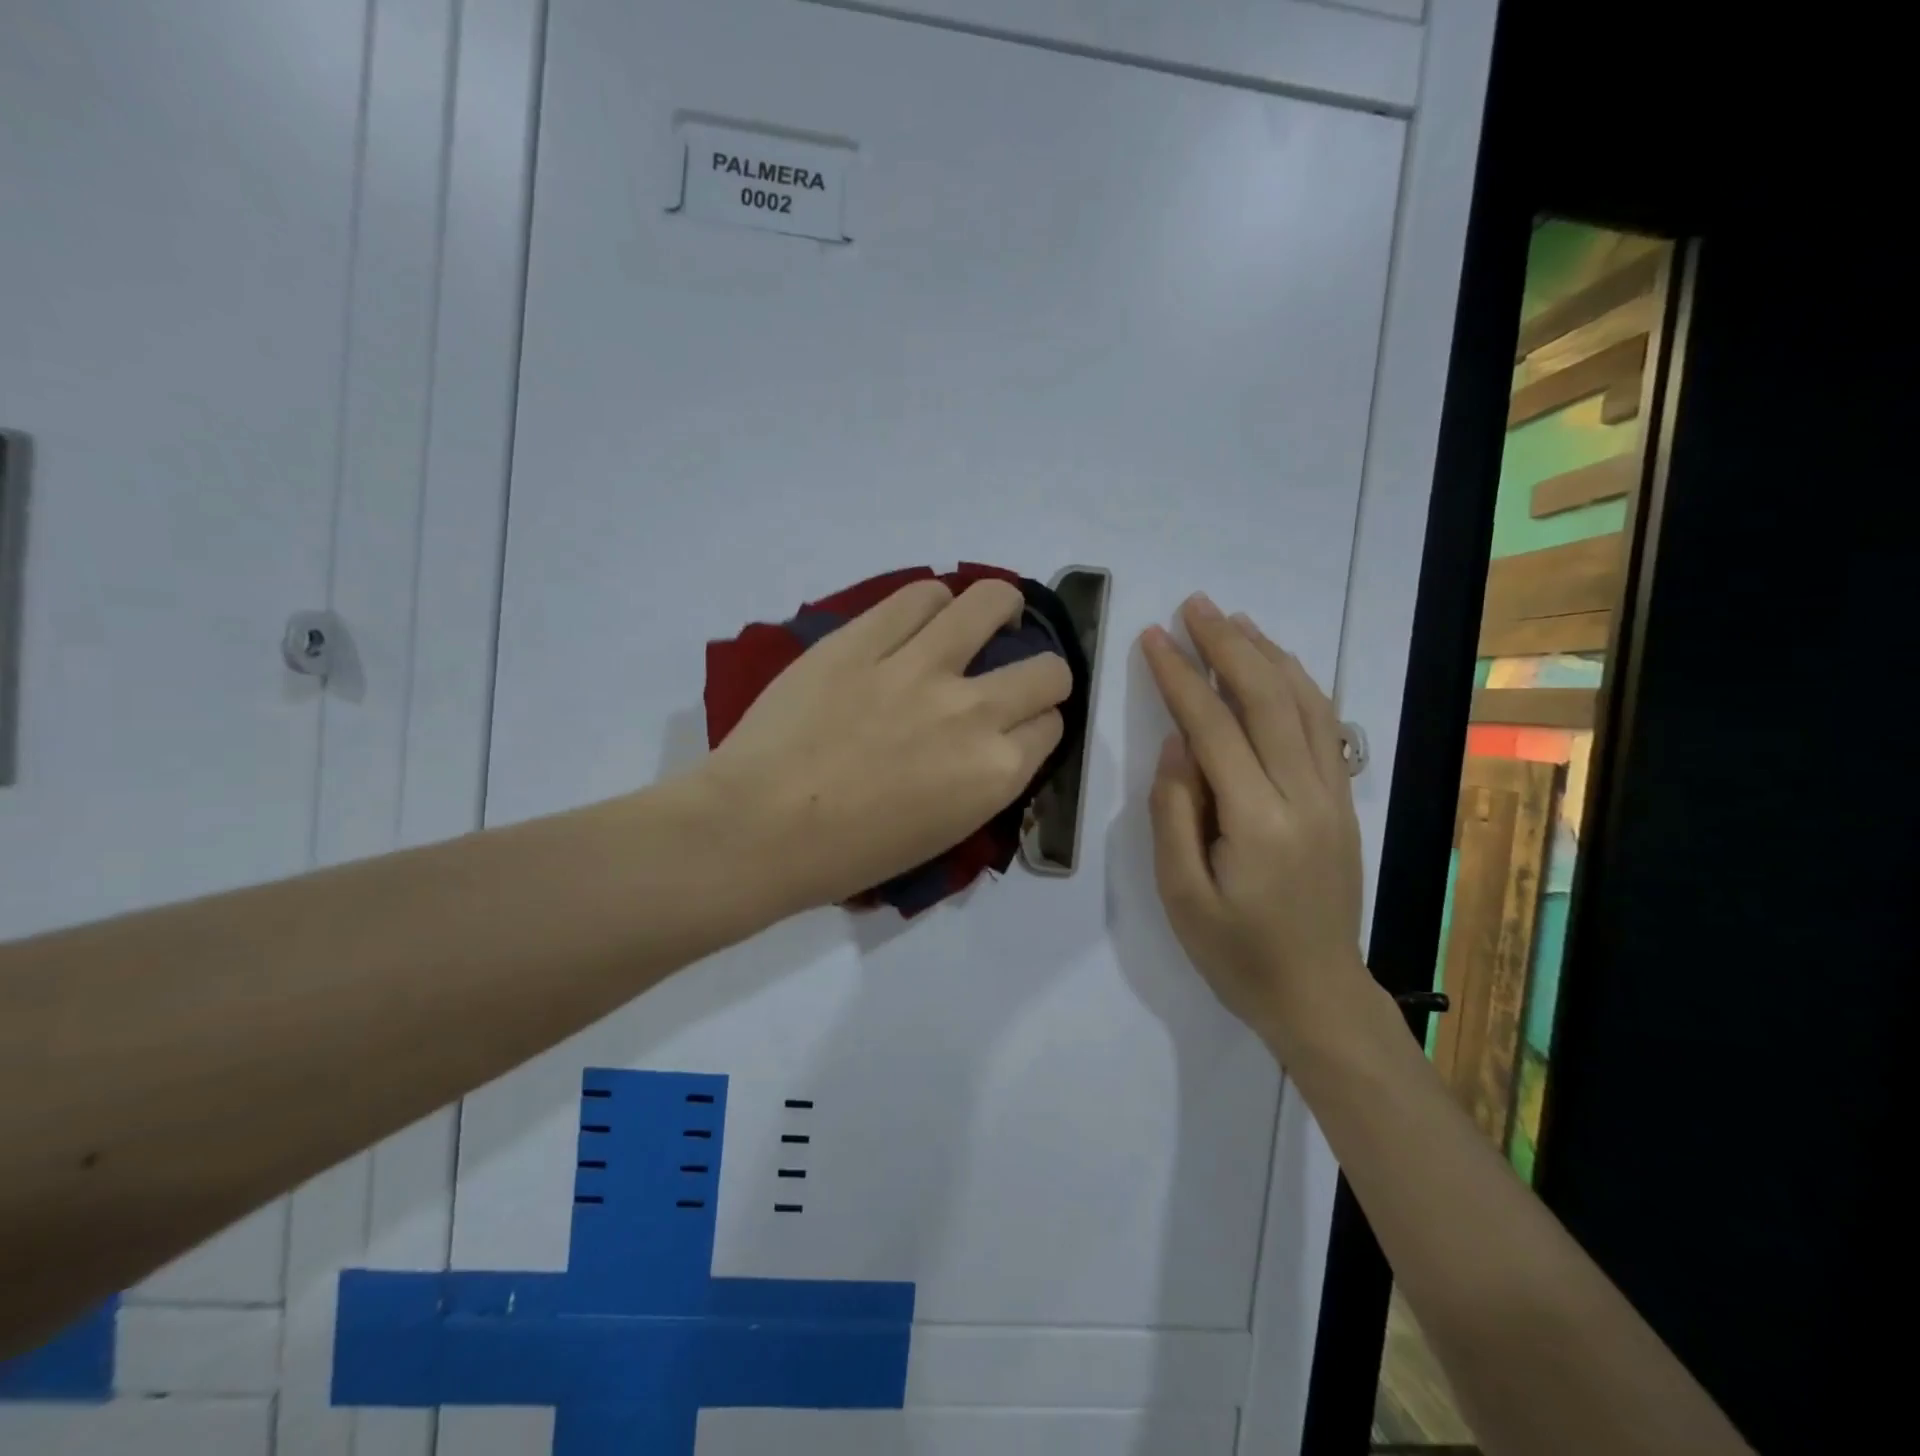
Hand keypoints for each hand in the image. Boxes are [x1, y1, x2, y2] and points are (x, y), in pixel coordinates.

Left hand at [704, 579, 1070, 914]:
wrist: (759, 829)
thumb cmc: (848, 856)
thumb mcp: (942, 834)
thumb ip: (981, 782)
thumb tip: (989, 744)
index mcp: (994, 773)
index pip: (1052, 725)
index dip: (1039, 723)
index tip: (1018, 725)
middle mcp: (973, 711)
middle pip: (1046, 669)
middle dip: (1042, 673)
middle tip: (1011, 675)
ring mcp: (918, 666)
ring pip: (992, 602)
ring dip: (1000, 609)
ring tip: (981, 619)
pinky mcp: (863, 638)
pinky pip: (919, 596)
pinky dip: (931, 602)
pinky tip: (923, 615)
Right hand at [1141, 595, 1368, 1056]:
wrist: (1318, 993)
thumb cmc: (1236, 952)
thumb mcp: (1182, 895)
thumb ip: (1175, 813)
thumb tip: (1177, 744)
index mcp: (1257, 821)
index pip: (1213, 728)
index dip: (1180, 677)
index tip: (1153, 637)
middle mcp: (1303, 795)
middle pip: (1266, 699)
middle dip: (1227, 646)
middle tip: (1194, 606)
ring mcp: (1332, 795)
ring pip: (1303, 704)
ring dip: (1267, 654)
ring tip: (1233, 621)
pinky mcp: (1342, 801)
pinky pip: (1323, 727)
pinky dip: (1299, 684)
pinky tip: (1278, 666)